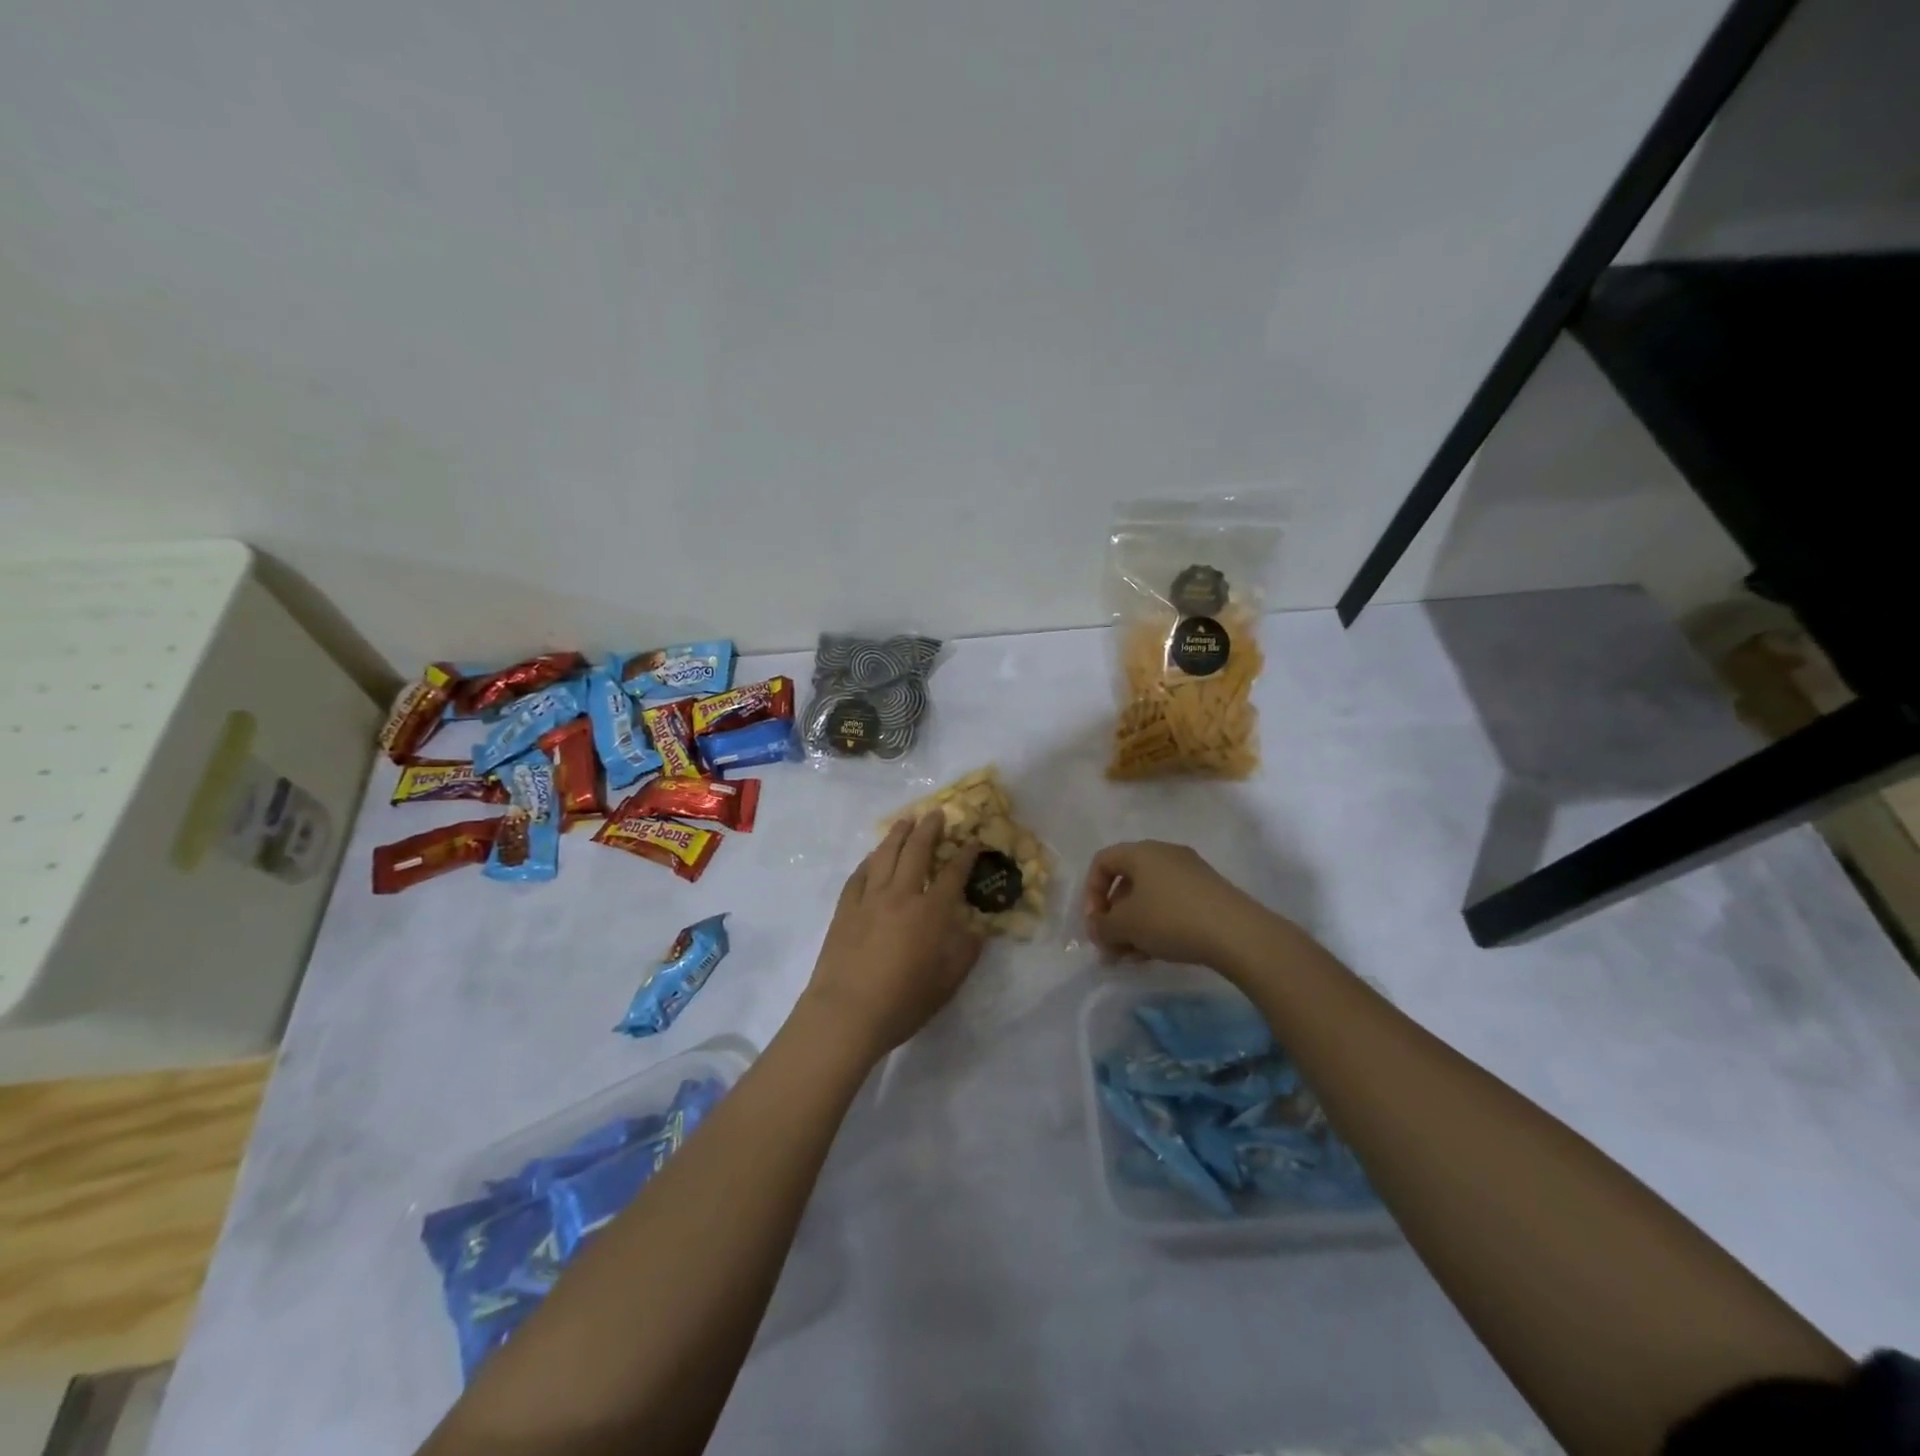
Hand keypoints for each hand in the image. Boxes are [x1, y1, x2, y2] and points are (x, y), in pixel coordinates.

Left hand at [801, 813, 984, 1059]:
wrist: (846, 1013)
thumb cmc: (902, 1002)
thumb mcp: (946, 983)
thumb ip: (964, 953)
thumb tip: (976, 931)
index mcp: (930, 912)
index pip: (953, 873)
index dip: (966, 854)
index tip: (974, 841)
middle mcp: (901, 895)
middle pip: (917, 851)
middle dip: (930, 829)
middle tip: (937, 813)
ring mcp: (869, 898)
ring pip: (886, 855)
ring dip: (898, 834)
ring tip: (907, 820)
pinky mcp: (845, 908)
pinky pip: (860, 874)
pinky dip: (870, 861)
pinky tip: (874, 856)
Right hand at [1081, 840, 1262, 966]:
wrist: (1237, 933)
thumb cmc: (1170, 919)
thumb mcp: (1126, 925)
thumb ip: (1102, 926)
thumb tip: (1098, 929)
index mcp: (1142, 852)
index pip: (1103, 862)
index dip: (1091, 892)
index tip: (1095, 923)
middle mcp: (1165, 854)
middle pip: (1127, 882)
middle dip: (1114, 916)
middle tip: (1112, 947)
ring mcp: (1190, 873)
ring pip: (1149, 897)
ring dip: (1134, 926)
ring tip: (1132, 958)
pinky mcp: (1208, 893)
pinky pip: (1171, 904)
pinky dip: (1157, 925)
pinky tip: (1156, 954)